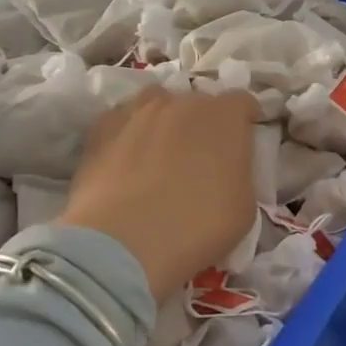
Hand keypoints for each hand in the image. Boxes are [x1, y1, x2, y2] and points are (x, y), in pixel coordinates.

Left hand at [58, 88, 262, 302]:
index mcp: (225, 116)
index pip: (242, 102)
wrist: (124, 243)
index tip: (242, 141)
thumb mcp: (244, 206)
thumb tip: (226, 169)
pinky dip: (128, 135)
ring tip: (159, 153)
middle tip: (199, 157)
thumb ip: (239, 173)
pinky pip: (122, 122)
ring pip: (156, 105)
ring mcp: (137, 111)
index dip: (244, 120)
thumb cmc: (198, 227)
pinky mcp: (100, 128)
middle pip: (198, 102)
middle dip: (203, 123)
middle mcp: (182, 102)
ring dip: (164, 122)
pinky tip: (125, 162)